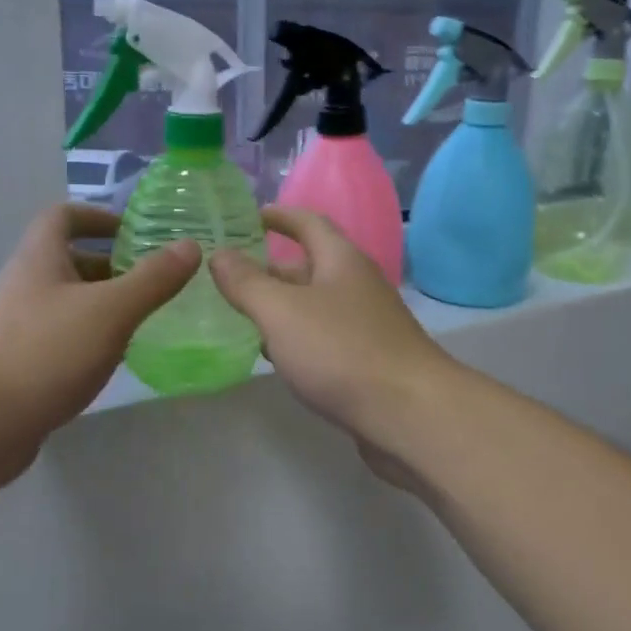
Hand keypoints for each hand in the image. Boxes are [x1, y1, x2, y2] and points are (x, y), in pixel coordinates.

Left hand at [0, 205, 198, 475]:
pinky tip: (116, 358)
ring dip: (105, 304)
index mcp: (40, 259)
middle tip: (155, 280)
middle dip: (112, 265)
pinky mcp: (21, 363)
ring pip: (69, 302)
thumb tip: (190, 245)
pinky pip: (62, 337)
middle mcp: (25, 285)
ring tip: (147, 318)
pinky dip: (91, 337)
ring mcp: (19, 326)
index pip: (63, 216)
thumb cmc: (44, 355)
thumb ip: (152, 279)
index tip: (135, 232)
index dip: (98, 216)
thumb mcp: (110, 311)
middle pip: (70, 260)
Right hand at [210, 208, 456, 454]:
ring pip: (314, 305)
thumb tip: (220, 254)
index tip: (249, 217)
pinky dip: (296, 339)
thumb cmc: (341, 351)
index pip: (308, 223)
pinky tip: (274, 356)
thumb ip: (246, 282)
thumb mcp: (281, 311)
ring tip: (239, 315)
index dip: (279, 216)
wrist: (410, 414)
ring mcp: (365, 325)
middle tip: (228, 277)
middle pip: (310, 266)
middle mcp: (356, 285)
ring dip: (280, 307)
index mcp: (341, 260)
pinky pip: (323, 338)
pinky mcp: (367, 360)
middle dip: (270, 269)